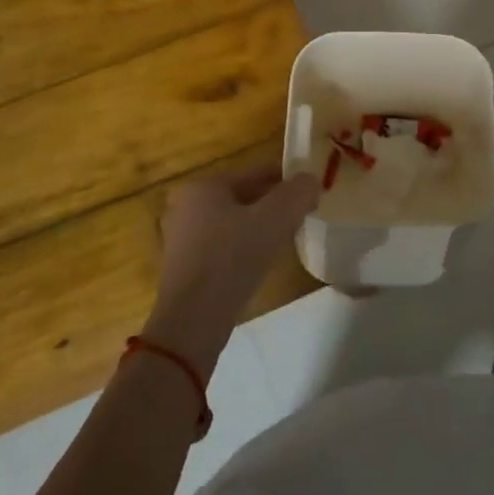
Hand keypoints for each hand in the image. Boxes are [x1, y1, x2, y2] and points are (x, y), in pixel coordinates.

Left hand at [145, 165, 318, 374]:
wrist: (192, 321)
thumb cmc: (231, 259)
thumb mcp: (274, 220)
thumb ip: (298, 193)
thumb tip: (311, 181)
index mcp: (204, 186)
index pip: (256, 173)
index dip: (287, 180)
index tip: (311, 192)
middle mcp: (187, 206)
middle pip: (244, 197)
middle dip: (274, 204)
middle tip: (303, 215)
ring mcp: (182, 238)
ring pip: (234, 222)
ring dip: (260, 227)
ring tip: (288, 237)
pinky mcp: (185, 267)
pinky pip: (223, 246)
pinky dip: (244, 247)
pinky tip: (262, 261)